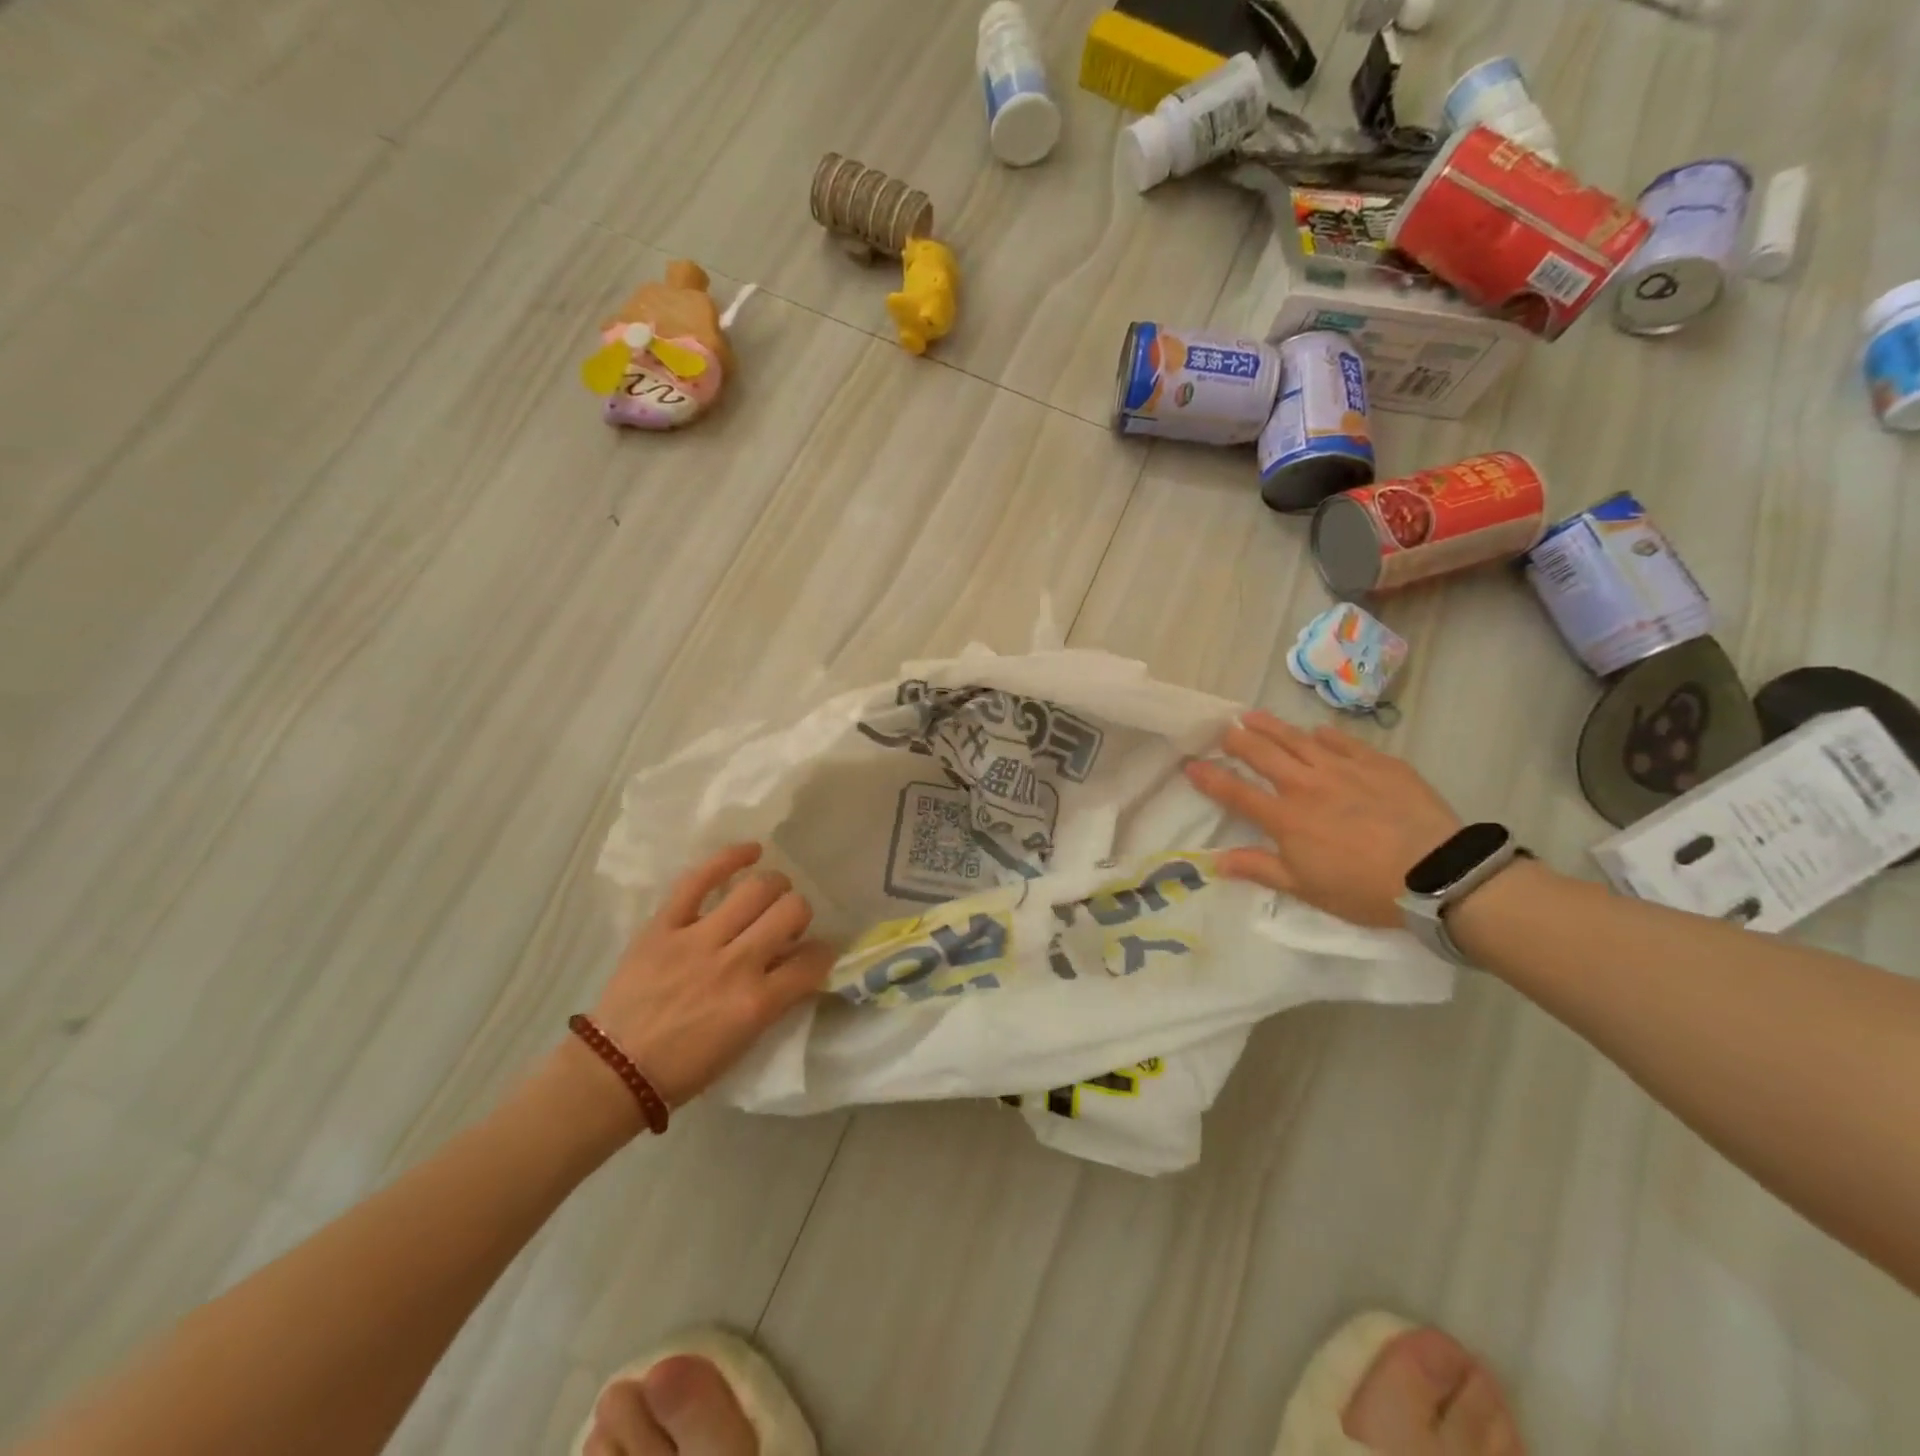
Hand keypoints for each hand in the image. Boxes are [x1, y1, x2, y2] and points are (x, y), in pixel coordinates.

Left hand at [588, 844, 835, 1107]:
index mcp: (757, 1002)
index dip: (823, 952)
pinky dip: (730, 858)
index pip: (813, 960)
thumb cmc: (684, 1068)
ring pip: (756, 889)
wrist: (614, 1072)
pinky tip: (751, 851)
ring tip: (771, 891)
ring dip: (774, 886)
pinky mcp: (665, 925)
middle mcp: (736, 964)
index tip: (816, 952)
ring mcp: (698, 940)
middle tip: (788, 921)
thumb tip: (795, 964)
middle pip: (791, 911)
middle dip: (800, 912)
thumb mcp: (744, 1042)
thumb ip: (775, 1000)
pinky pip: (700, 879)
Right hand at [1184, 710, 1461, 928]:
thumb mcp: (1306, 889)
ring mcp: (1342, 768)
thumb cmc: (1364, 889)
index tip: (1190, 764)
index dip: (1209, 777)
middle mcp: (1305, 785)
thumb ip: (1260, 869)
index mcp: (1285, 818)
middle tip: (1223, 731)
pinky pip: (1341, 741)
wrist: (1437, 873)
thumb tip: (1216, 862)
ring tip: (1251, 716)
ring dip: (1270, 726)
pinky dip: (1323, 735)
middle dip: (1237, 740)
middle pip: (1261, 754)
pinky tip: (1315, 731)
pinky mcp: (1377, 762)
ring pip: (1296, 738)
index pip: (1235, 792)